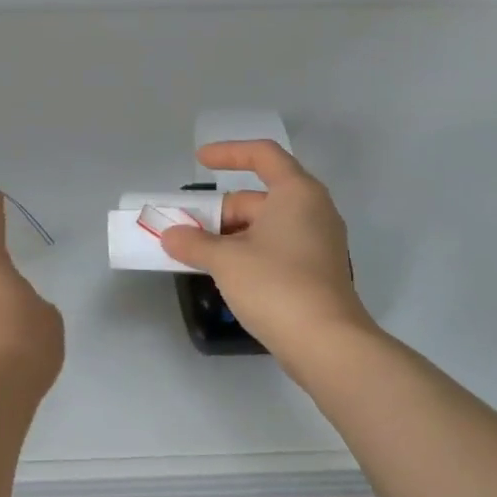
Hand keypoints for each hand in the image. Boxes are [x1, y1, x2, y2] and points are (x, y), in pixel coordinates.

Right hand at [159, 141, 373, 364]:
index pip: (262, 154)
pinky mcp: (316, 271)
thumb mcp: (226, 260)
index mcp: (297, 193)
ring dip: (230, 236)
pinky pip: (276, 248)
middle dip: (219, 212)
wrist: (326, 343)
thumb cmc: (276, 285)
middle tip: (185, 231)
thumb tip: (170, 236)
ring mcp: (318, 242)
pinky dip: (248, 253)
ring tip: (197, 255)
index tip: (199, 161)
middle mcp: (312, 210)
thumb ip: (194, 243)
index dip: (228, 153)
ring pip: (265, 226)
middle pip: (258, 197)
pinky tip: (224, 274)